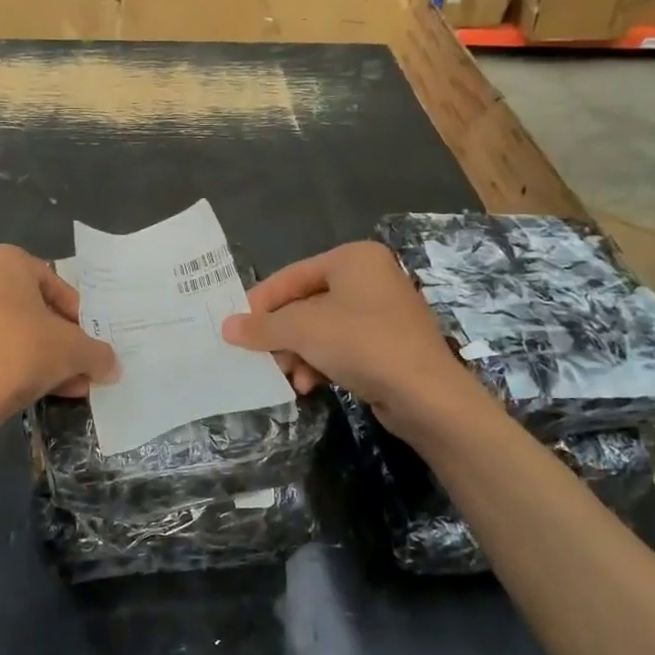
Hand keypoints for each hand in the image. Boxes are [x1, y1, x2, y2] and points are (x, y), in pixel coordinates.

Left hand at [0, 245, 118, 428]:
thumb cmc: (18, 352)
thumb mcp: (73, 351)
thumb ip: (97, 354)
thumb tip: (112, 366)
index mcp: (5, 260)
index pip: (55, 284)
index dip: (77, 316)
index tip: (88, 342)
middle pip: (31, 309)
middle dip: (59, 341)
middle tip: (79, 366)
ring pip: (10, 332)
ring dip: (40, 357)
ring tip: (65, 387)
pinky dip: (11, 366)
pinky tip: (34, 393)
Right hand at [221, 241, 467, 430]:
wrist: (427, 395)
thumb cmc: (362, 344)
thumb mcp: (302, 330)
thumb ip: (262, 327)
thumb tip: (227, 327)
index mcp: (353, 259)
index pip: (292, 275)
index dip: (261, 302)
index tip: (237, 328)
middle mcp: (371, 277)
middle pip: (306, 303)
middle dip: (282, 335)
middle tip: (260, 357)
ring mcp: (383, 312)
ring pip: (322, 329)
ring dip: (299, 353)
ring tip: (287, 377)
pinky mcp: (390, 345)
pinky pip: (343, 347)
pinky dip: (322, 362)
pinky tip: (310, 385)